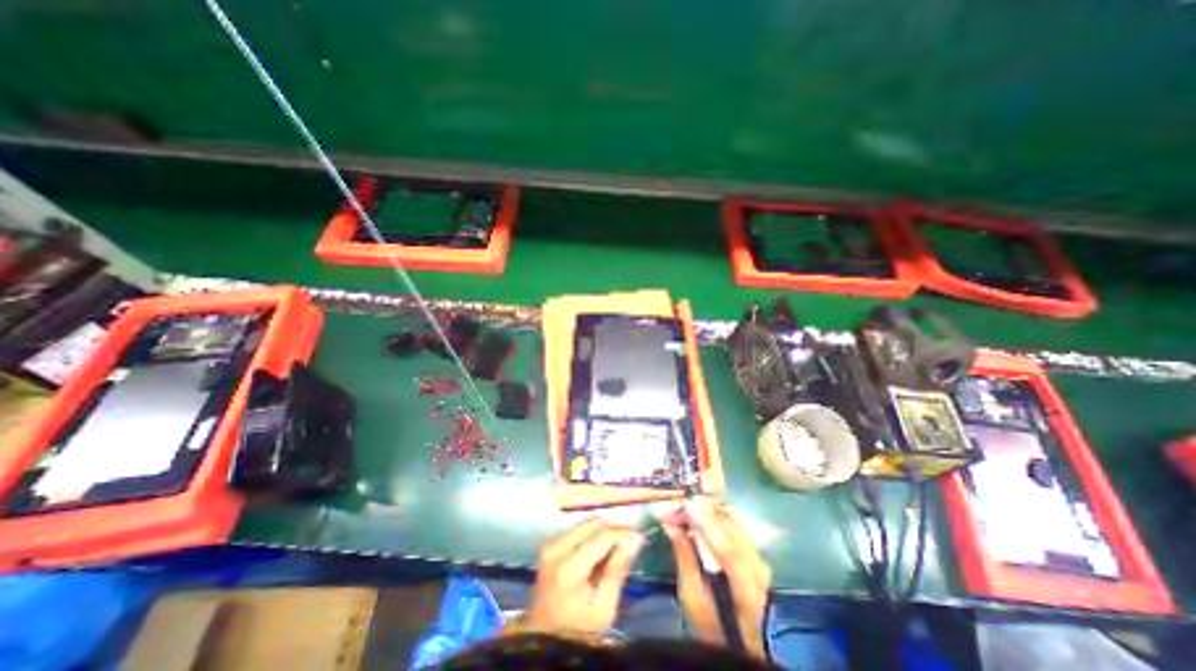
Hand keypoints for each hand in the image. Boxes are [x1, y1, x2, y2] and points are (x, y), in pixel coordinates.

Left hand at [525, 518, 644, 634]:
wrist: (543, 634)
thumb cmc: (577, 627)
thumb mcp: (604, 609)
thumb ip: (618, 571)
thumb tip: (635, 538)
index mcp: (569, 567)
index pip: (602, 536)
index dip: (623, 532)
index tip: (639, 536)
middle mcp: (557, 547)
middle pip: (594, 523)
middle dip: (612, 531)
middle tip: (625, 547)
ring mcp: (550, 542)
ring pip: (585, 522)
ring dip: (601, 532)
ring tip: (610, 552)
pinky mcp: (549, 541)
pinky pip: (577, 527)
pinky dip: (590, 535)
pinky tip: (595, 553)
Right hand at [658, 500, 769, 656]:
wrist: (738, 638)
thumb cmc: (711, 623)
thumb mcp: (691, 596)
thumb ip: (684, 557)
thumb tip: (670, 524)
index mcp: (746, 588)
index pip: (727, 548)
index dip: (706, 523)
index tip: (686, 505)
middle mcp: (758, 567)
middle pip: (731, 529)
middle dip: (702, 512)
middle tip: (677, 507)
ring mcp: (758, 557)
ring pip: (734, 523)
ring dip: (707, 512)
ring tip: (685, 510)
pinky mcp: (755, 551)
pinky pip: (735, 524)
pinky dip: (716, 516)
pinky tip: (700, 515)